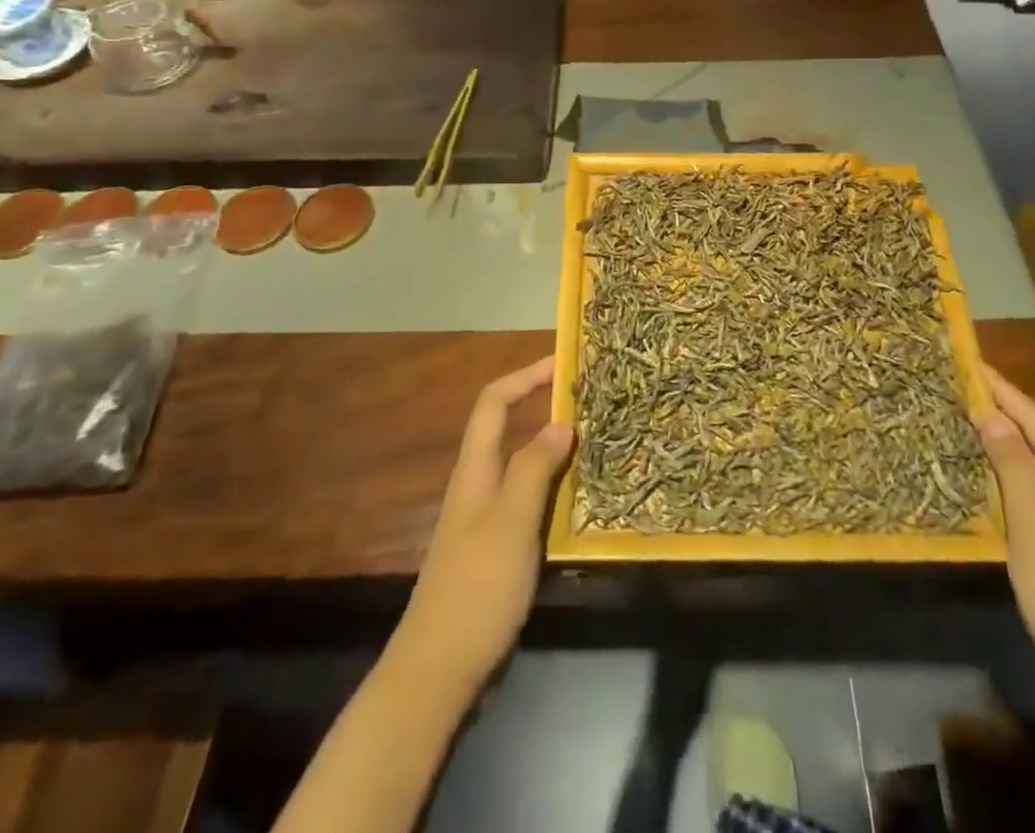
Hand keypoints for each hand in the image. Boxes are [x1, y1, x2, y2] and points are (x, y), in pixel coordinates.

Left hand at [395, 357, 573, 696]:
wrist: (438, 670)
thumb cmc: (476, 588)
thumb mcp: (510, 522)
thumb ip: (533, 469)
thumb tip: (561, 422)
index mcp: (475, 469)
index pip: (494, 402)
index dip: (525, 376)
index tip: (563, 365)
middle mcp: (478, 484)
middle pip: (507, 428)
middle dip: (543, 406)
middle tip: (590, 402)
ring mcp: (486, 517)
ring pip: (521, 464)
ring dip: (552, 446)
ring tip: (595, 442)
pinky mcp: (497, 548)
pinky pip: (528, 498)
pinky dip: (553, 485)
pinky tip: (580, 498)